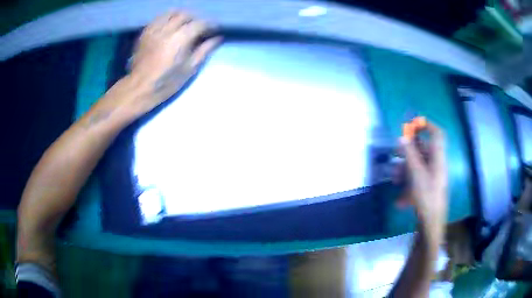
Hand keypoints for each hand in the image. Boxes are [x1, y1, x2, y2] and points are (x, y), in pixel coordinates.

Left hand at [126, 11, 221, 114]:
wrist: (140, 88)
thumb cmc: (166, 83)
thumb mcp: (189, 69)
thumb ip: (204, 50)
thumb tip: (218, 38)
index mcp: (180, 39)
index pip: (199, 23)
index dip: (210, 24)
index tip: (215, 29)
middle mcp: (167, 30)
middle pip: (185, 15)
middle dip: (196, 19)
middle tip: (200, 27)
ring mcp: (154, 29)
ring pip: (171, 13)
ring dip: (181, 15)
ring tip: (185, 24)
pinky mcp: (145, 32)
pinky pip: (158, 18)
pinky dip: (167, 18)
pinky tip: (170, 26)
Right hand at [401, 122, 447, 244]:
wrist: (431, 223)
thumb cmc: (427, 196)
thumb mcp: (416, 174)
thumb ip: (410, 155)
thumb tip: (402, 137)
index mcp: (438, 158)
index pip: (437, 134)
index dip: (427, 126)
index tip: (413, 124)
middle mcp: (436, 165)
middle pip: (424, 150)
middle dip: (409, 151)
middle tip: (395, 153)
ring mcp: (432, 177)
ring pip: (418, 166)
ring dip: (405, 170)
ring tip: (395, 179)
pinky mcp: (428, 187)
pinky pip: (417, 180)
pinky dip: (408, 185)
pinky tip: (400, 200)